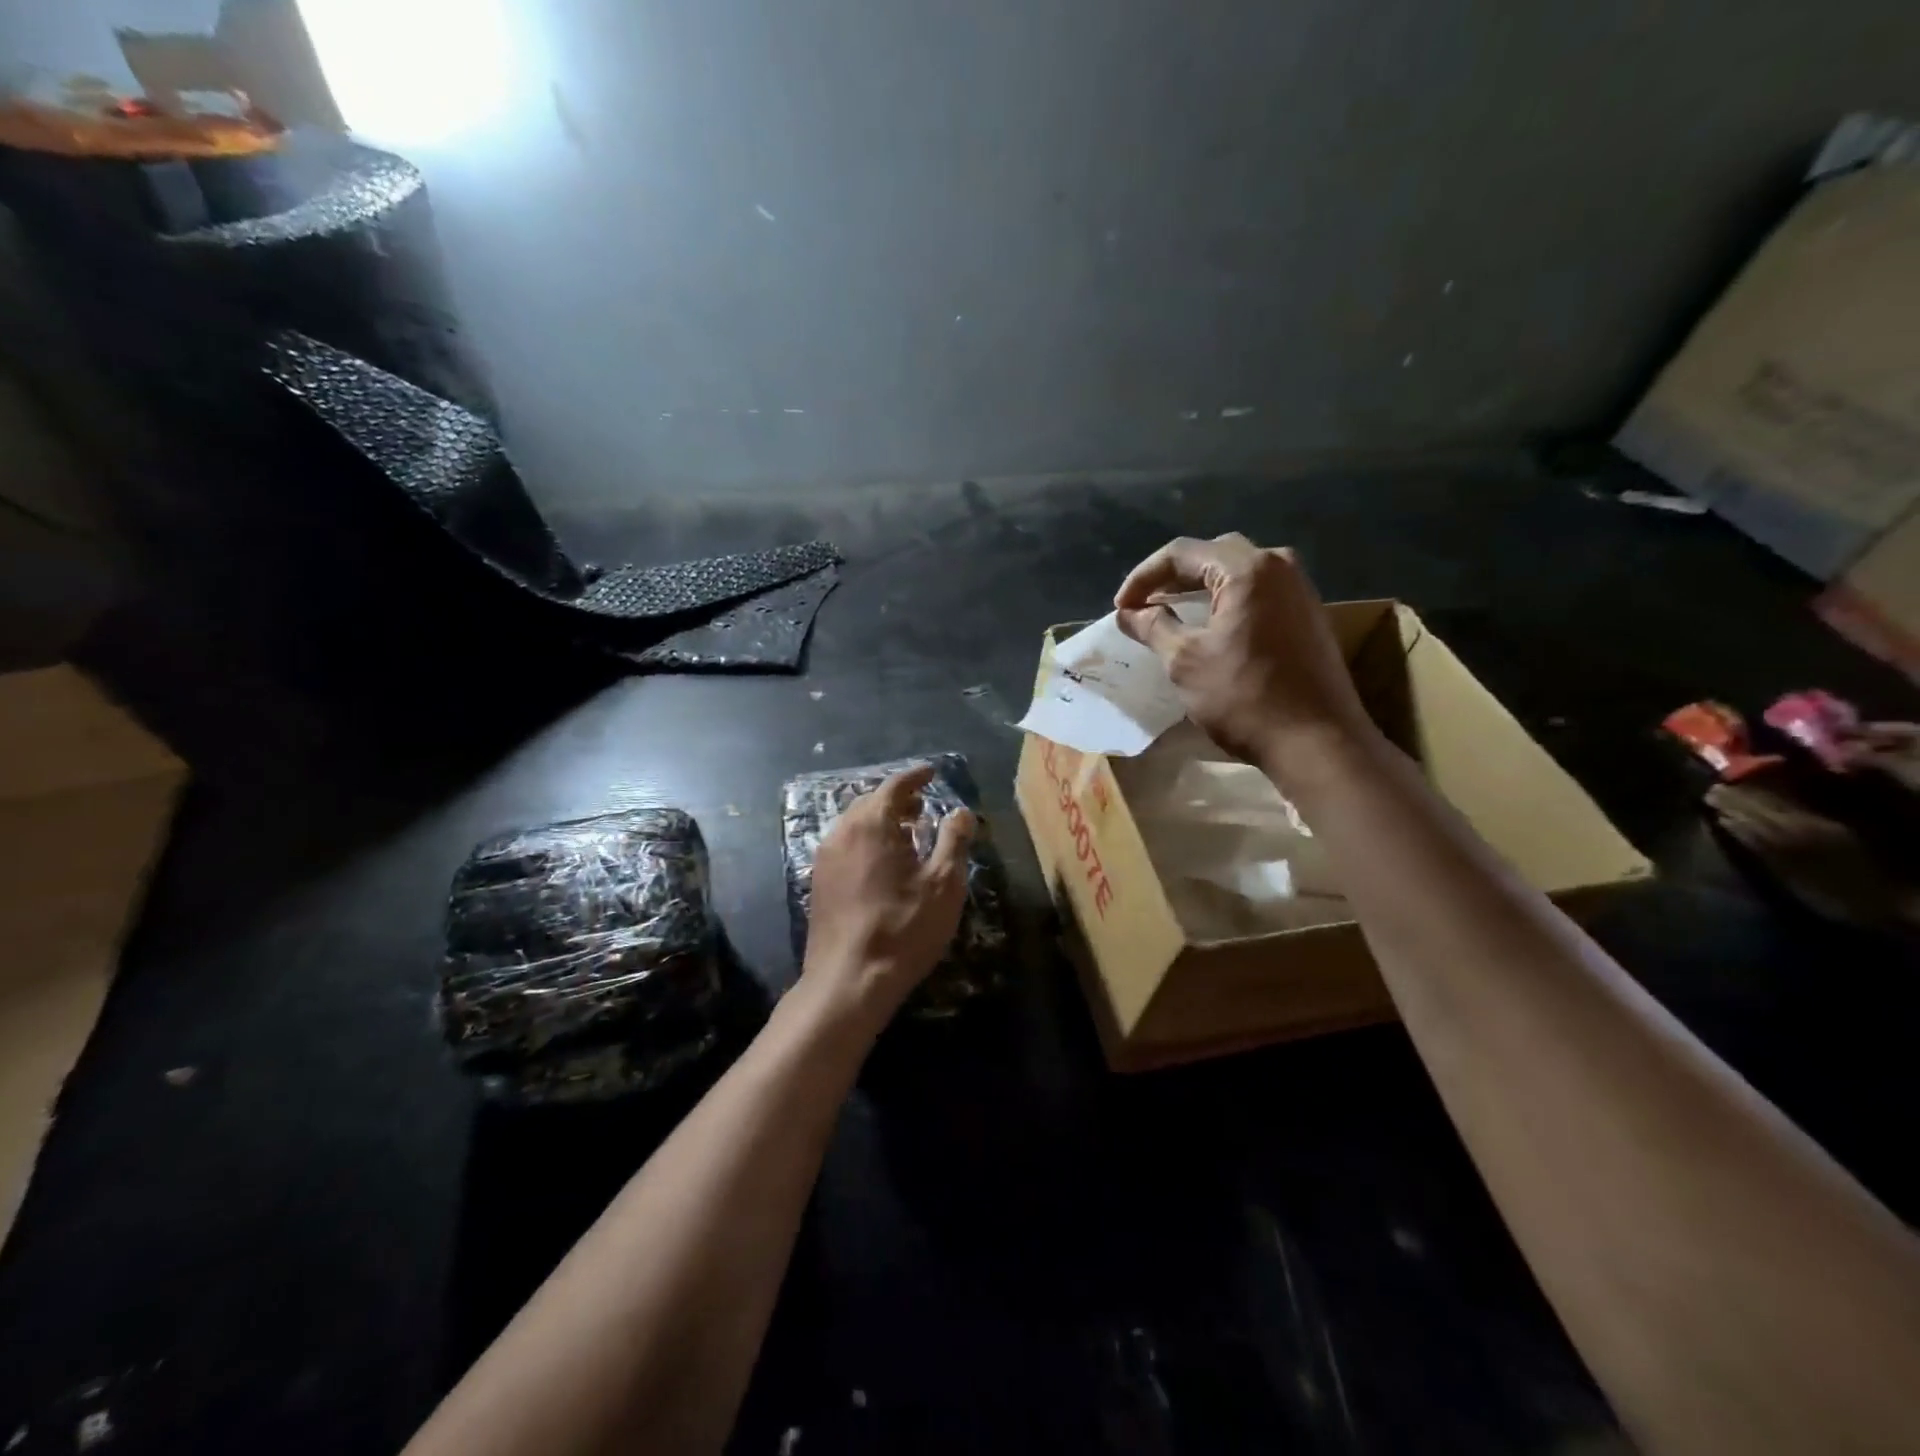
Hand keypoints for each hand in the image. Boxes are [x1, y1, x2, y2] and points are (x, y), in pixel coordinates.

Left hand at [802, 765, 974, 1025]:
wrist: (849, 980)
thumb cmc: (904, 928)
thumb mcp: (943, 883)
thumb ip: (954, 840)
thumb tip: (961, 813)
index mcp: (871, 824)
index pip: (894, 786)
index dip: (915, 777)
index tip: (932, 772)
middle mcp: (842, 832)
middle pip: (871, 802)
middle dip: (898, 799)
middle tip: (923, 806)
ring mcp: (825, 858)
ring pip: (855, 824)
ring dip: (882, 821)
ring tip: (908, 833)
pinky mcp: (819, 882)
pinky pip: (846, 845)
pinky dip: (867, 841)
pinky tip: (885, 863)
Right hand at [1114, 534, 1377, 780]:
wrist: (1318, 743)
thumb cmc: (1244, 697)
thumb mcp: (1185, 661)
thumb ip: (1153, 628)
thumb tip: (1128, 612)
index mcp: (1247, 569)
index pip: (1181, 553)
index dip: (1143, 577)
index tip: (1120, 608)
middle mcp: (1279, 566)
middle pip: (1212, 555)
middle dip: (1172, 577)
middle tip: (1143, 604)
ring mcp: (1300, 590)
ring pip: (1238, 573)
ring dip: (1200, 588)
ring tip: (1171, 613)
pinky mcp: (1309, 616)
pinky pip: (1258, 593)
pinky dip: (1227, 602)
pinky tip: (1210, 627)